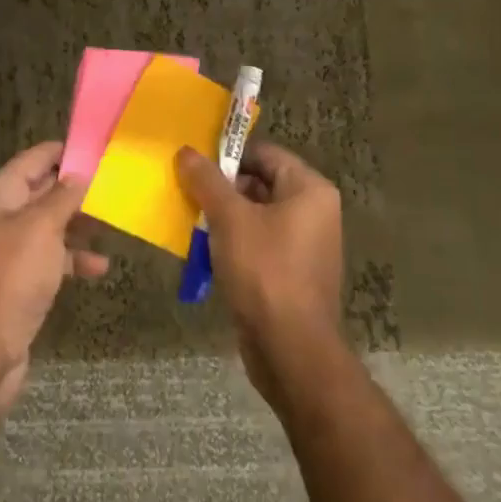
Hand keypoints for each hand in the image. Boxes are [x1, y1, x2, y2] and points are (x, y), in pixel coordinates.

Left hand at [0, 141, 108, 421]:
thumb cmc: (12, 276)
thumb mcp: (42, 227)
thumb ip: (63, 196)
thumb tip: (80, 173)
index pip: (34, 159)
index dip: (64, 151)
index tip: (99, 147)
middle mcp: (1, 217)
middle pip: (43, 191)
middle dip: (77, 189)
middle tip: (115, 184)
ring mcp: (11, 251)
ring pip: (51, 226)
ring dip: (79, 225)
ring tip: (113, 223)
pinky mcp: (21, 281)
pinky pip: (52, 259)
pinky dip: (74, 259)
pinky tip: (100, 267)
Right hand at [176, 141, 344, 405]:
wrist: (291, 350)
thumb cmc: (264, 271)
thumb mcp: (229, 218)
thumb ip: (206, 180)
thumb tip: (185, 151)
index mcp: (309, 190)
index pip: (264, 154)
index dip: (228, 156)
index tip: (194, 165)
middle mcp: (314, 212)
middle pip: (260, 183)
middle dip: (221, 189)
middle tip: (188, 194)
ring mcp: (306, 245)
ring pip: (256, 216)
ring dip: (224, 218)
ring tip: (191, 224)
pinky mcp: (293, 274)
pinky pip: (259, 245)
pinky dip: (234, 244)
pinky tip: (206, 255)